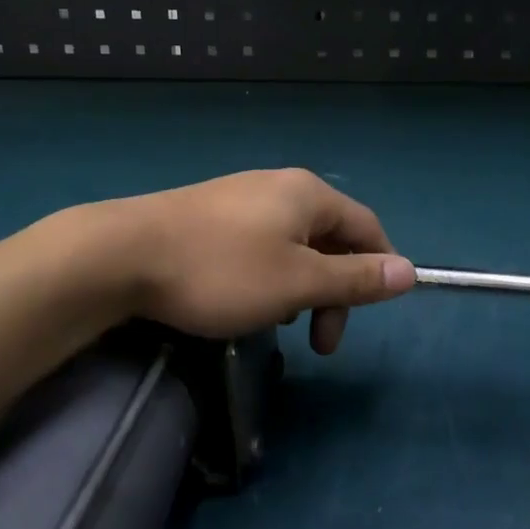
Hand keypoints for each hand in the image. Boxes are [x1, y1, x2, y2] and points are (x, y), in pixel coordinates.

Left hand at [108, 169, 413, 353]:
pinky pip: (260, 245)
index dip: (378, 268)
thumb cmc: (221, 270)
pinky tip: (244, 301)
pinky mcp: (210, 213)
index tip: (367, 315)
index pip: (366, 227)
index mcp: (309, 194)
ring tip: (279, 323)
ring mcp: (241, 197)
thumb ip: (355, 279)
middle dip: (334, 291)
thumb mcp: (297, 282)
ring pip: (294, 245)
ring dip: (301, 287)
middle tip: (319, 342)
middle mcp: (280, 186)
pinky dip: (269, 276)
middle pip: (330, 237)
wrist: (120, 254)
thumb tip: (409, 271)